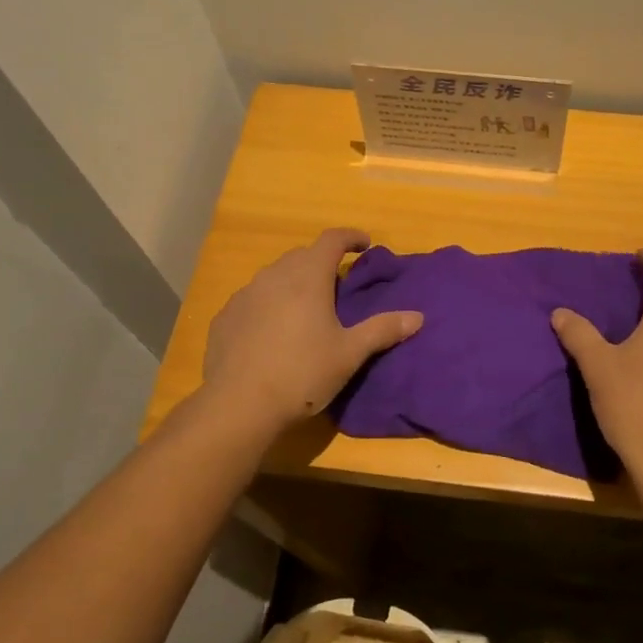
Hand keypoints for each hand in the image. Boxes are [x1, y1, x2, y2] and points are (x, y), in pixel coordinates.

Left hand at [201, 228, 422, 430]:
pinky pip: (253, 299)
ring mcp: (245, 295)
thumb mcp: (350, 354)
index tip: (364, 245)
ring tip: (305, 309)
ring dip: (293, 282)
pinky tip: (271, 331)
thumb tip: (417, 317)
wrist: (239, 405)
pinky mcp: (225, 317)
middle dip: (322, 262)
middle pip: (302, 255)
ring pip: (274, 276)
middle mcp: (274, 276)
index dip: (350, 237)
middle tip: (337, 285)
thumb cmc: (302, 374)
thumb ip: (383, 330)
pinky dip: (268, 304)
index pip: (331, 239)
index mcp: (308, 277)